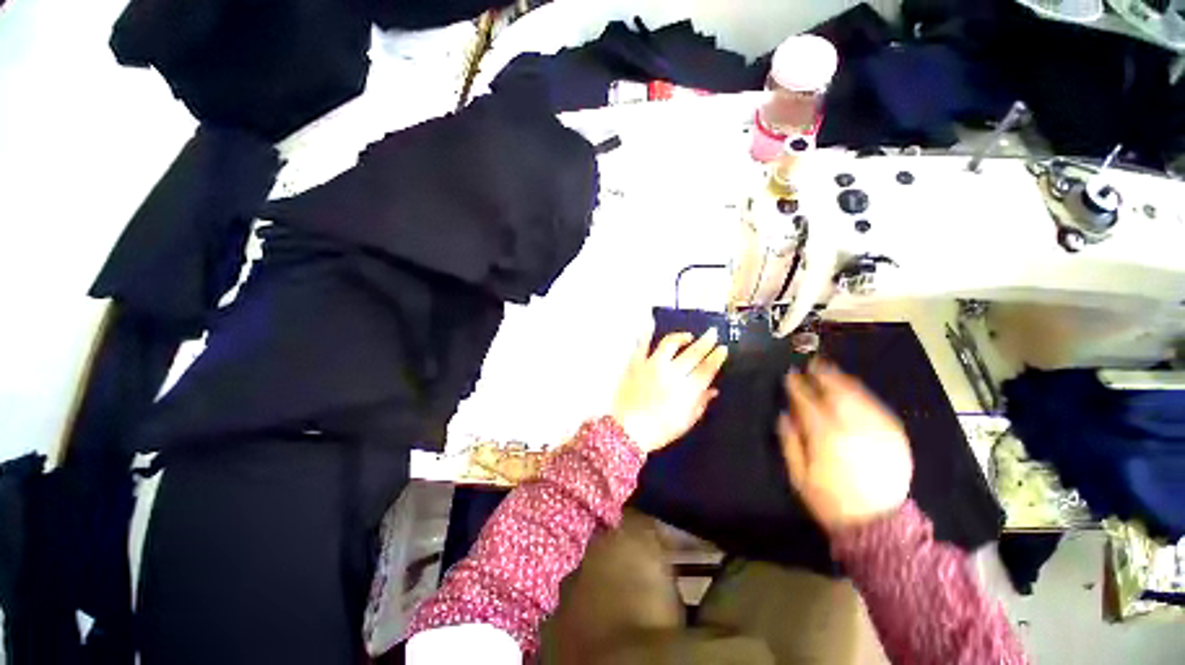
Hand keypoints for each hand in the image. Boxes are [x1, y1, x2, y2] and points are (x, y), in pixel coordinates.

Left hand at [611, 325, 728, 453]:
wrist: (627, 430)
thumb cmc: (658, 431)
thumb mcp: (685, 423)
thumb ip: (700, 404)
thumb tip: (713, 390)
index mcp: (686, 390)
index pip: (706, 369)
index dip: (716, 357)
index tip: (722, 348)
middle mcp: (672, 373)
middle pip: (693, 354)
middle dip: (706, 342)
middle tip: (712, 333)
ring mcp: (652, 366)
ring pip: (670, 344)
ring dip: (681, 337)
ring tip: (688, 336)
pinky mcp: (636, 364)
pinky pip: (642, 345)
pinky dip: (646, 334)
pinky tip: (651, 325)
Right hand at [778, 359, 912, 531]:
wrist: (879, 525)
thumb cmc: (830, 500)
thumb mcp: (799, 476)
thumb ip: (790, 442)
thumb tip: (784, 414)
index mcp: (826, 438)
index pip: (808, 403)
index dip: (797, 387)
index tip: (790, 375)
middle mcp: (853, 428)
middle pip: (836, 393)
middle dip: (823, 375)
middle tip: (813, 363)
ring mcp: (878, 431)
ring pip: (859, 396)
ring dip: (844, 380)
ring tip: (832, 370)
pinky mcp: (895, 437)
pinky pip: (878, 408)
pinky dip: (864, 395)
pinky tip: (855, 390)